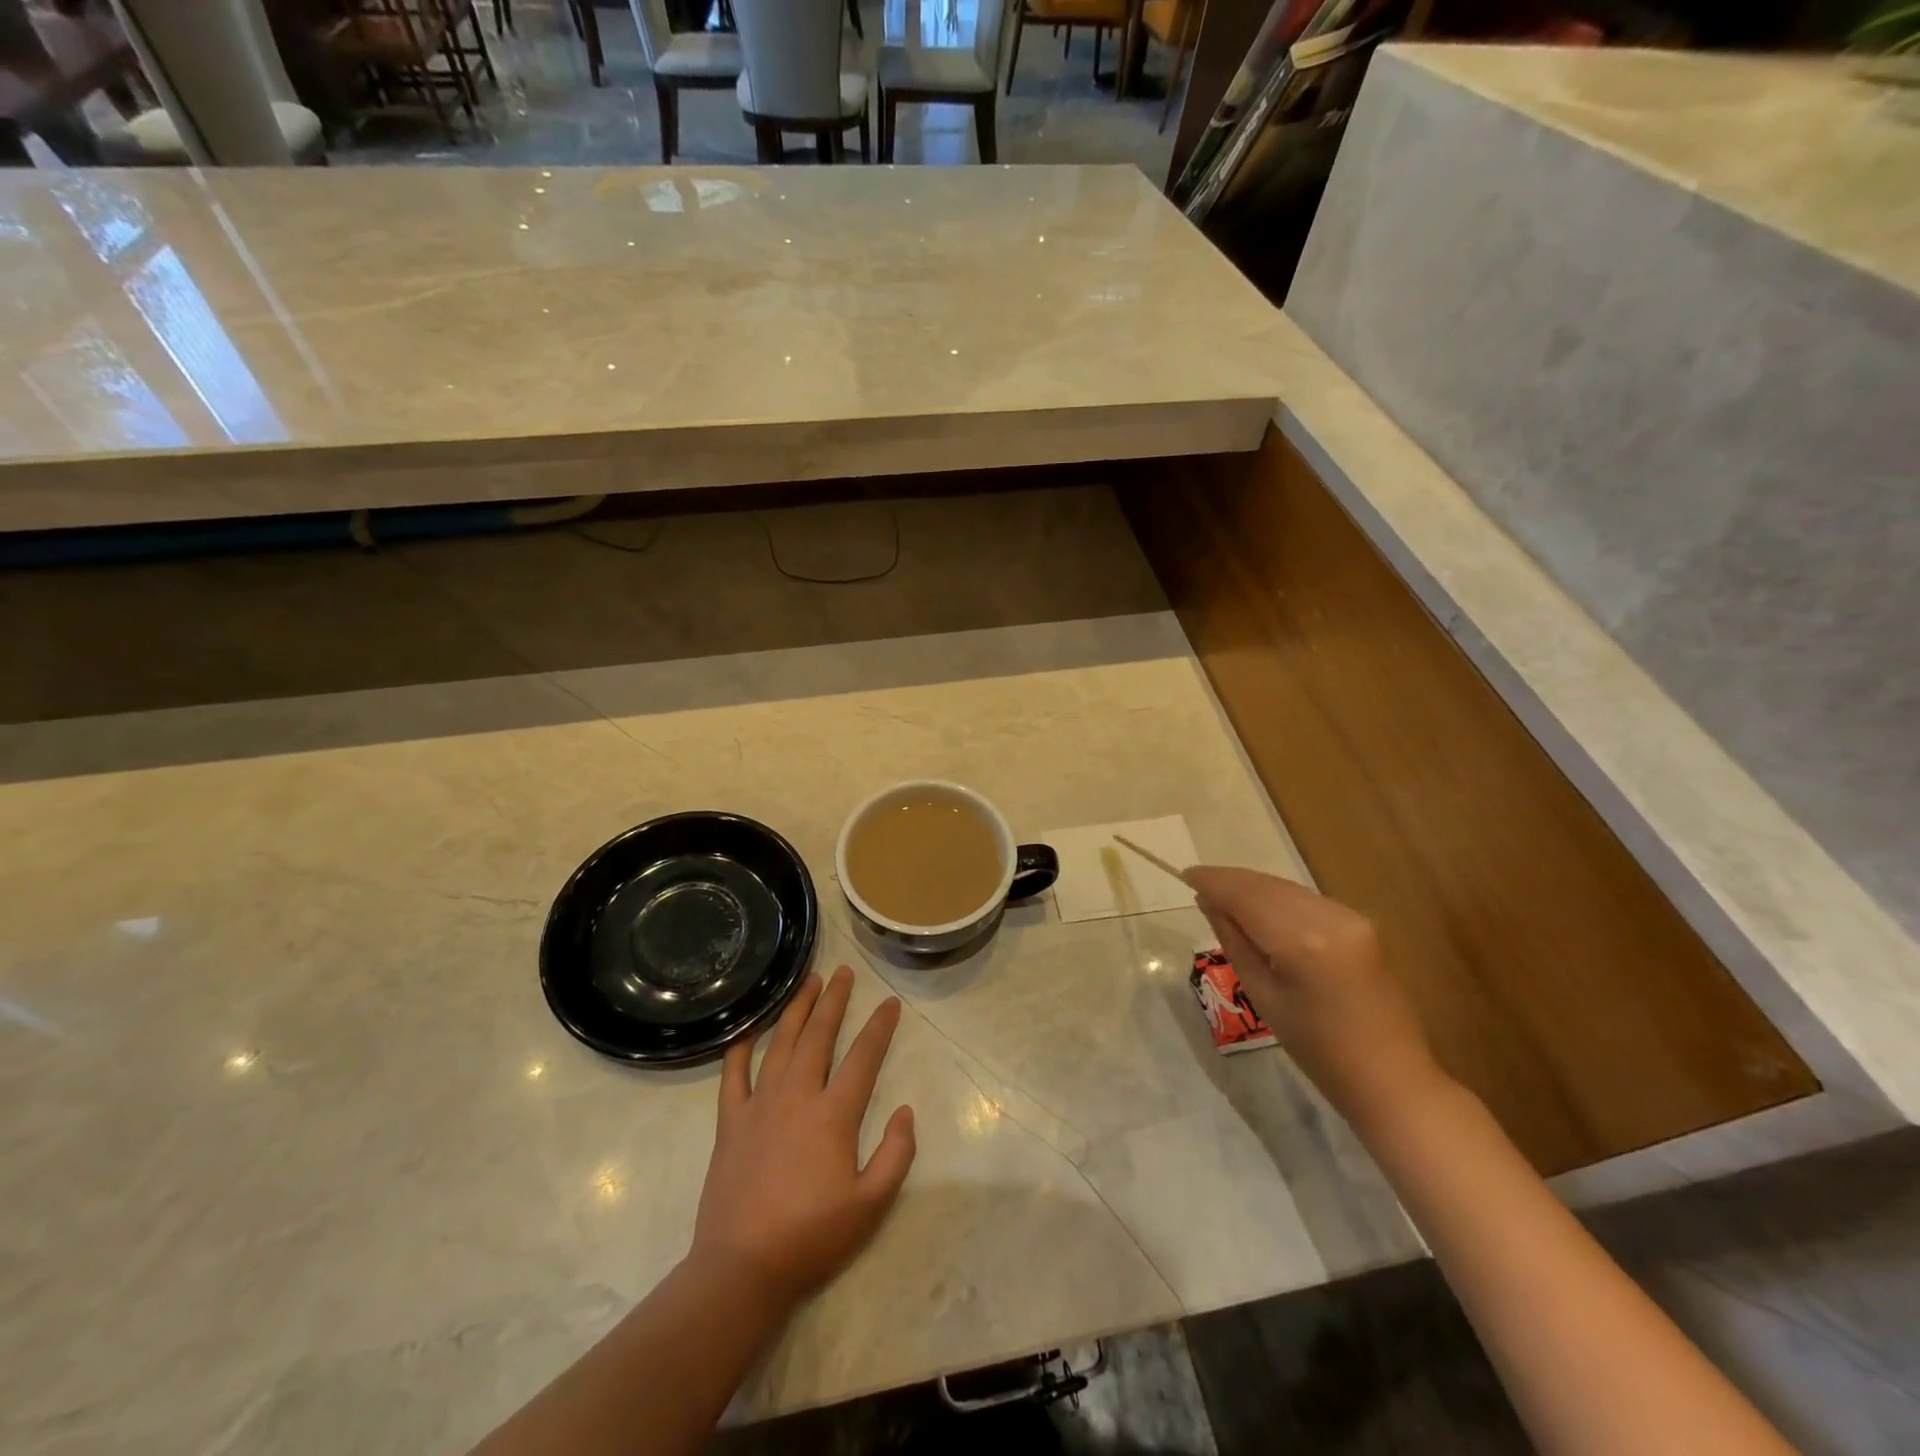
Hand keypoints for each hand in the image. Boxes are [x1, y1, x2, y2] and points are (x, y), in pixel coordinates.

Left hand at [689, 967, 915, 1309]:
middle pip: (818, 1036)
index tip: (890, 1003)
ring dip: (796, 1009)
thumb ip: (896, 1155)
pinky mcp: (730, 1122)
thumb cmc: (811, 1237)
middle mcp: (797, 1096)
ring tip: (808, 982)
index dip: (880, 1027)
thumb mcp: (871, 1205)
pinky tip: (750, 1028)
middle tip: (844, 972)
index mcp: (833, 1114)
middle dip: (834, 1000)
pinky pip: (734, 1073)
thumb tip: (906, 1111)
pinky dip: (742, 1046)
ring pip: (780, 1043)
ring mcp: (759, 1105)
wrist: (742, 1269)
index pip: (863, 1057)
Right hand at [1185, 866, 1445, 1125]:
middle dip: (1231, 881)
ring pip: (1287, 889)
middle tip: (1197, 883)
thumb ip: (1234, 940)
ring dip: (1253, 888)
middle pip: (1267, 885)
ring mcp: (1350, 917)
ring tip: (1222, 897)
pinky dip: (1278, 899)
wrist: (1390, 1077)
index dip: (1214, 881)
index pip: (1246, 895)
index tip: (1185, 875)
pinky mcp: (1361, 923)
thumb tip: (1209, 902)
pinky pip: (1306, 900)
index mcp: (1302, 941)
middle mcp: (1329, 917)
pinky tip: (1259, 910)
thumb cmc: (1317, 1050)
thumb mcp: (1263, 995)